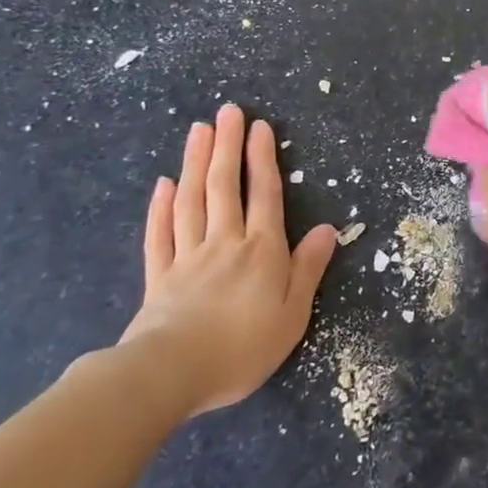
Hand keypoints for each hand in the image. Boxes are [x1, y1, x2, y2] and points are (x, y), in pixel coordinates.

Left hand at [119, 104, 337, 415]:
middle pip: (224, 186)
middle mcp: (225, 242)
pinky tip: (164, 184)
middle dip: (227, 145)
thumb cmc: (243, 346)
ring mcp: (187, 256)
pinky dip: (161, 207)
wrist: (170, 375)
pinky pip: (160, 234)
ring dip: (195, 162)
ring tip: (198, 131)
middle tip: (227, 112)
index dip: (263, 158)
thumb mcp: (294, 313)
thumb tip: (328, 229)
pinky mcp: (159, 277)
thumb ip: (308, 267)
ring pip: (191, 200)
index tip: (260, 126)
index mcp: (261, 249)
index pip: (264, 194)